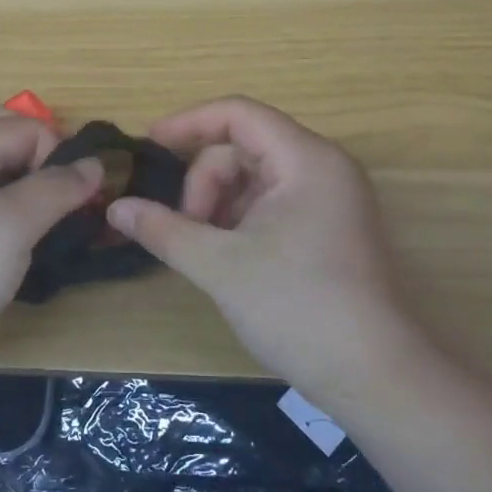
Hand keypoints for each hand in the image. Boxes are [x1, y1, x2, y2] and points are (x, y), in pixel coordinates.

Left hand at [0, 100, 101, 370]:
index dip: (60, 155)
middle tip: (58, 187)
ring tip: (43, 213)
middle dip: (34, 147)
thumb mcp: (12, 225)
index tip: (77, 200)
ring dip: (18, 176)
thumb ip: (56, 189)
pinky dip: (1, 206)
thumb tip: (94, 164)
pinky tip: (17, 242)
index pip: (27, 126)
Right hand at [106, 95, 432, 401]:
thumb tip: (115, 209)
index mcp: (306, 159)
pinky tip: (229, 257)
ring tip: (206, 250)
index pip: (238, 114)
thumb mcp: (219, 265)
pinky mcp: (331, 227)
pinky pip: (274, 201)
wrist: (375, 377)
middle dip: (205, 182)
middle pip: (244, 147)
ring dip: (220, 204)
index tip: (148, 147)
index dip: (188, 123)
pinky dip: (242, 219)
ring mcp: (331, 198)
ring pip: (256, 177)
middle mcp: (323, 167)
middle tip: (187, 230)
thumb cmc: (296, 307)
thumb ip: (163, 229)